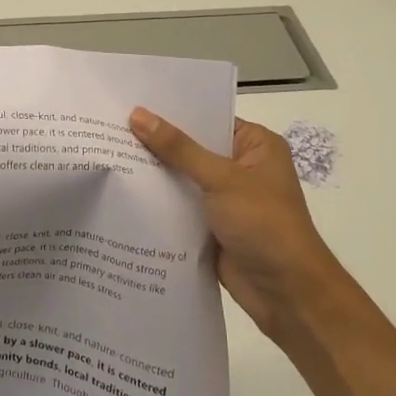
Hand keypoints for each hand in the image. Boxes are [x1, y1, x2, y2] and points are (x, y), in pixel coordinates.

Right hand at [129, 110, 341, 340]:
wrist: (288, 296)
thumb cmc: (264, 224)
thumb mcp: (221, 179)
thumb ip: (178, 149)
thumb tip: (137, 115)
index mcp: (255, 145)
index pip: (208, 117)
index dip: (172, 110)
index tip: (132, 100)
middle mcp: (241, 167)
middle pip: (192, 147)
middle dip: (157, 141)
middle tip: (110, 124)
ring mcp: (226, 199)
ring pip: (183, 177)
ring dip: (154, 173)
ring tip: (108, 152)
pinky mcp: (212, 226)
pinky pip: (180, 206)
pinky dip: (158, 202)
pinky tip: (122, 191)